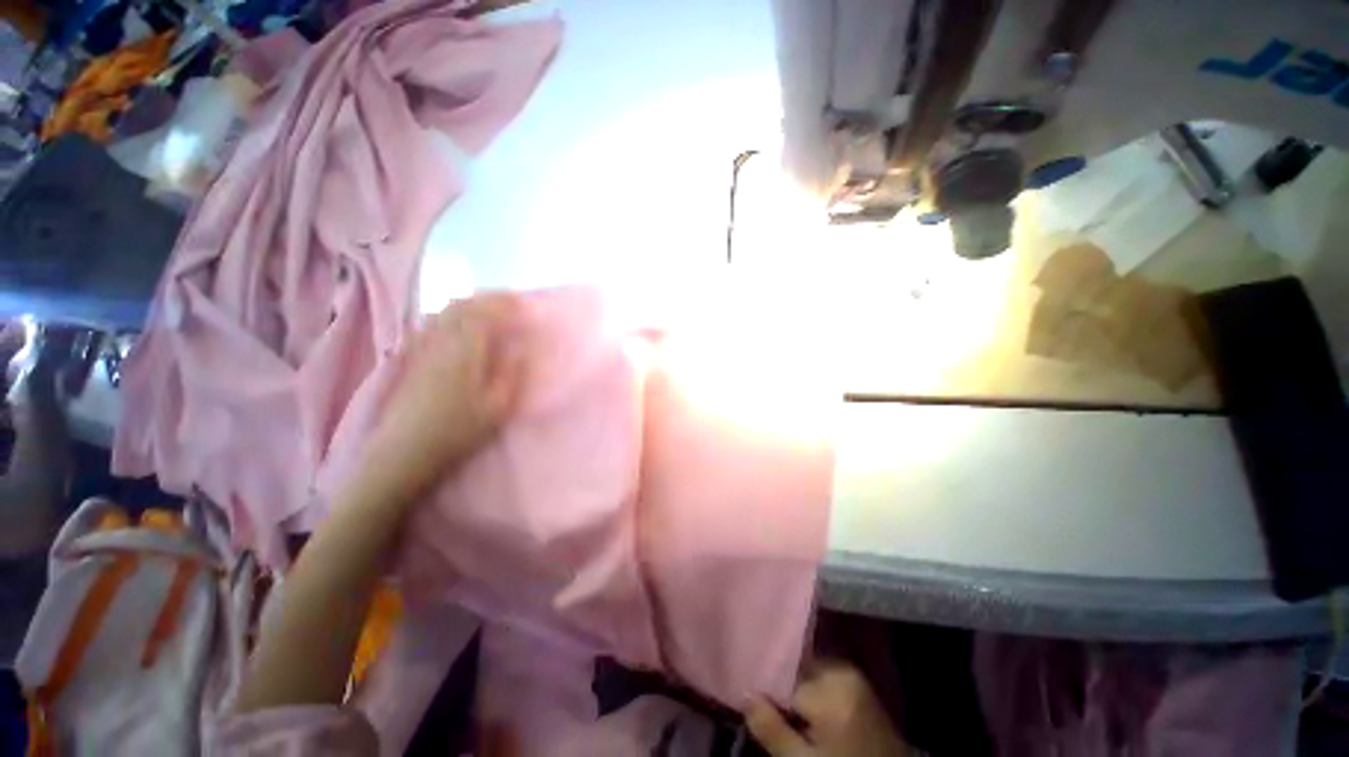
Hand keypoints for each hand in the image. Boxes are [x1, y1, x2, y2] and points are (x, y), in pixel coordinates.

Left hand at [367, 293, 525, 495]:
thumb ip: (511, 374)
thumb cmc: (458, 430)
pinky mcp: (413, 358)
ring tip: (490, 309)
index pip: (483, 313)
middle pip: (461, 306)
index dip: (504, 304)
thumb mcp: (496, 407)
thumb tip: (521, 350)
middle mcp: (440, 342)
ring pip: (444, 312)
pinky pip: (432, 324)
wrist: (405, 450)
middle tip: (511, 302)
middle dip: (488, 299)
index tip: (525, 305)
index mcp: (464, 352)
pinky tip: (459, 325)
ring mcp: (422, 348)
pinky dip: (451, 315)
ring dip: (469, 304)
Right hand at [746, 661, 910, 756]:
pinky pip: (824, 676)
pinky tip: (803, 708)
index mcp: (831, 686)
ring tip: (782, 707)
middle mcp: (843, 670)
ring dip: (794, 686)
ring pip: (809, 671)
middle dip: (780, 684)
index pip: (783, 674)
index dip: (764, 686)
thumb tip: (745, 695)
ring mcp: (854, 675)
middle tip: (762, 700)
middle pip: (797, 668)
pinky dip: (810, 689)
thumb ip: (772, 729)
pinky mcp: (859, 684)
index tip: (748, 692)